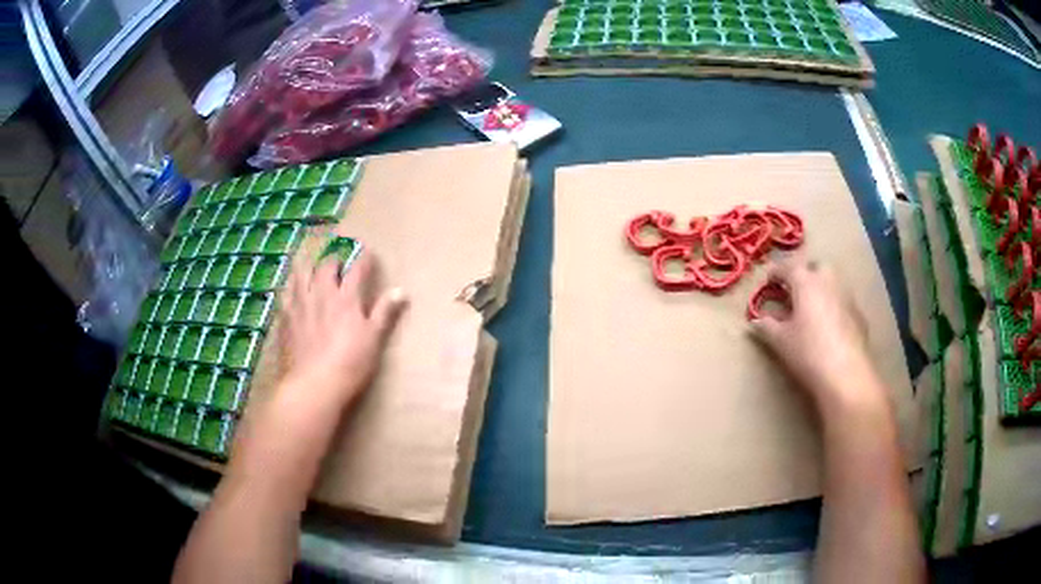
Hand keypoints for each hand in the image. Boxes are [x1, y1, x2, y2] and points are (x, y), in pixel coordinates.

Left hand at [280, 250, 406, 408]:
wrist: (314, 385)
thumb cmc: (350, 363)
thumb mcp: (374, 339)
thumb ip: (385, 313)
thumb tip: (401, 291)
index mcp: (346, 298)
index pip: (357, 269)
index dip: (364, 258)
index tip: (368, 252)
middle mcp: (322, 293)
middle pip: (326, 265)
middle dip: (334, 260)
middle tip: (338, 263)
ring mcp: (300, 304)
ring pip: (301, 273)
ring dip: (308, 267)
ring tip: (311, 268)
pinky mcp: (285, 317)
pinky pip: (285, 293)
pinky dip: (290, 286)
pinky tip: (291, 291)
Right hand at [748, 260, 882, 412]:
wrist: (846, 374)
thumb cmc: (808, 352)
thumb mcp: (780, 341)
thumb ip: (766, 326)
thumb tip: (755, 320)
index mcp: (806, 282)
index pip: (787, 267)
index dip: (775, 273)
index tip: (768, 282)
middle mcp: (828, 280)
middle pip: (814, 267)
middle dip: (803, 274)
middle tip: (793, 291)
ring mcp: (846, 295)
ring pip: (831, 282)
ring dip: (820, 288)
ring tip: (811, 308)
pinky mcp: (858, 313)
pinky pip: (841, 300)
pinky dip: (832, 305)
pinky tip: (828, 326)